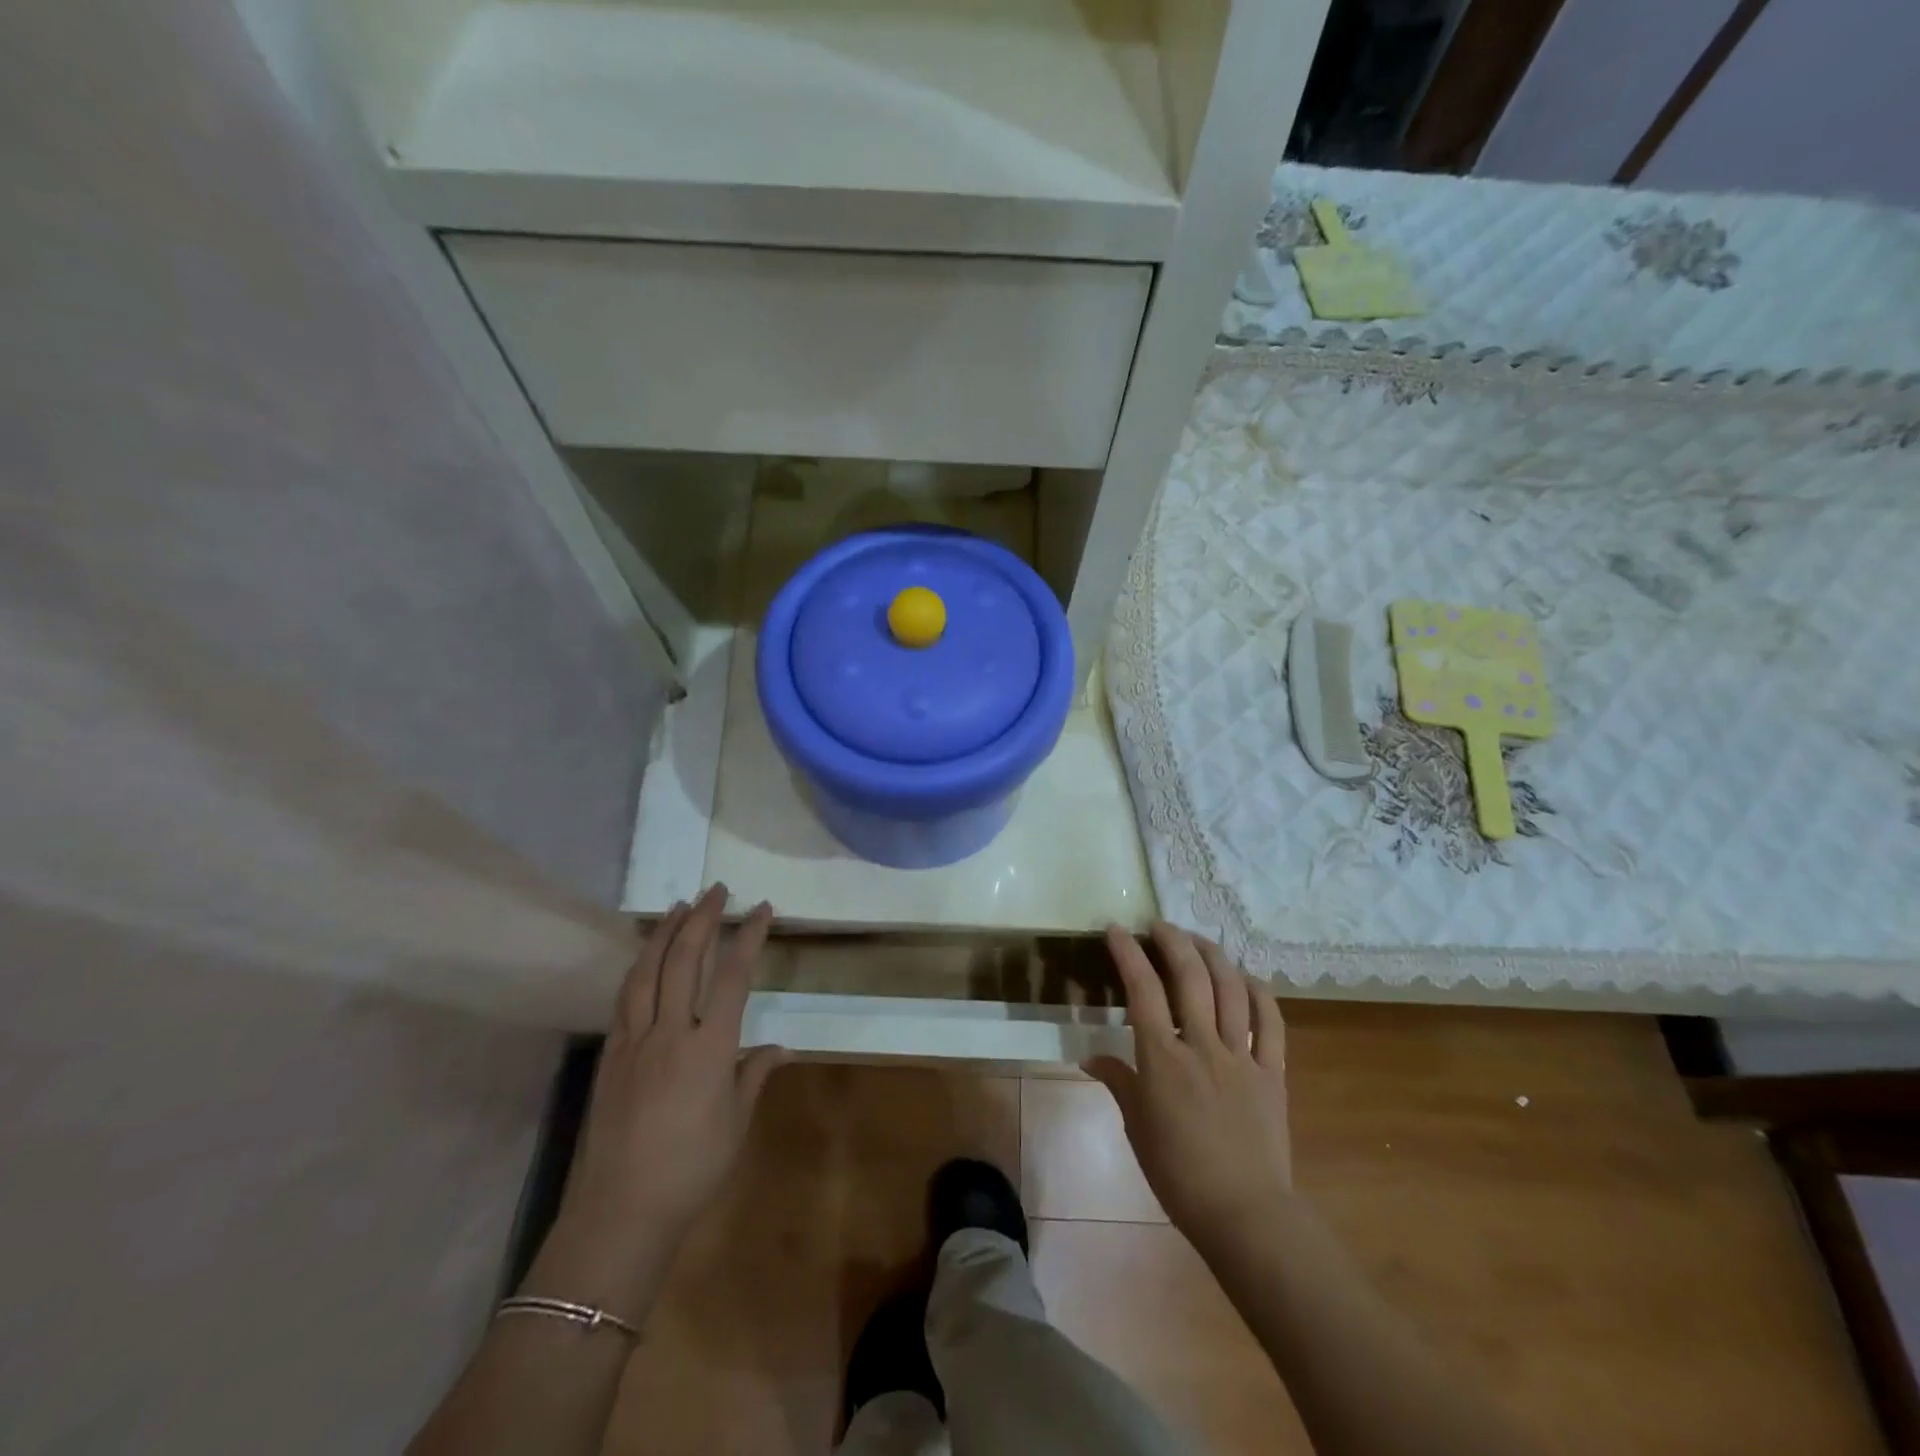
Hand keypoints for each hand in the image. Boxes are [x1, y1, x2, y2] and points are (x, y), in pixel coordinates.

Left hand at [537, 886, 786, 1313]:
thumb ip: (755, 1074)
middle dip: (702, 918)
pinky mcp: (610, 1055)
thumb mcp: (736, 1122)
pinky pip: (625, 998)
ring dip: (664, 933)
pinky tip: (645, 957)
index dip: (748, 936)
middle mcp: (671, 1032)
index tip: (761, 908)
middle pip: (685, 960)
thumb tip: (782, 1048)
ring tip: (678, 906)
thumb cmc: (692, 1169)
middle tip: (716, 890)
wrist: (621, 1212)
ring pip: (647, 971)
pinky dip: (638, 967)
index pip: (734, 976)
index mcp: (710, 1047)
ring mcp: (634, 1041)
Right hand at [1089, 922, 1293, 1258]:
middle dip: (1173, 941)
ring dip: (1214, 955)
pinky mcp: (1272, 1072)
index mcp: (1163, 1060)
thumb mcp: (1137, 1128)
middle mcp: (1202, 1046)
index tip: (1117, 929)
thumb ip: (1118, 1083)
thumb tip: (1091, 1056)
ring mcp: (1241, 1056)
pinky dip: (1260, 993)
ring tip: (1198, 940)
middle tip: (1159, 925)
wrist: (1245, 1213)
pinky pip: (1270, 1022)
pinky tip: (1246, 978)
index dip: (1128, 954)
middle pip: (1190, 977)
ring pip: (1231, 989)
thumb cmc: (1179, 1174)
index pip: (1142, 991)